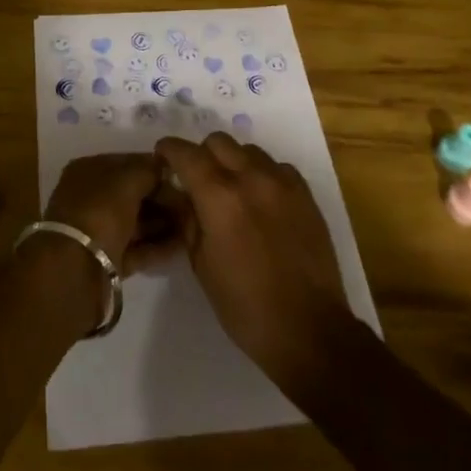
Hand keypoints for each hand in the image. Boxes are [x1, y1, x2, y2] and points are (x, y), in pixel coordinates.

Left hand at [43, 152, 184, 275]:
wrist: (76, 269)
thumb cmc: (100, 211)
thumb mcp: (128, 180)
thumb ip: (149, 170)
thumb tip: (164, 166)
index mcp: (87, 171)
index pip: (127, 162)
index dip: (154, 167)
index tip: (182, 175)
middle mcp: (90, 198)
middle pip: (132, 193)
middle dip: (162, 198)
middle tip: (191, 203)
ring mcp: (98, 230)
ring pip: (136, 221)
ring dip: (163, 222)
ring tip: (192, 224)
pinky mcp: (107, 259)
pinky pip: (136, 248)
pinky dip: (157, 246)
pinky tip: (182, 246)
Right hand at [154, 132, 350, 380]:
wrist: (309, 328)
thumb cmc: (245, 305)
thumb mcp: (201, 264)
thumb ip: (187, 220)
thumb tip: (180, 195)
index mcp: (220, 196)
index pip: (186, 153)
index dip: (169, 150)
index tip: (162, 157)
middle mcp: (251, 177)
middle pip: (218, 141)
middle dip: (201, 154)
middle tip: (197, 179)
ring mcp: (282, 182)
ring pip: (248, 150)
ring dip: (233, 162)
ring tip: (231, 191)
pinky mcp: (305, 193)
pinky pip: (276, 167)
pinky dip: (262, 174)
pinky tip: (261, 202)